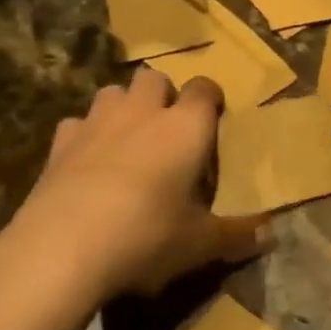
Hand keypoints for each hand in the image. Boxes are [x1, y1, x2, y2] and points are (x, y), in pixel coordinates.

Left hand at [0, 71, 269, 323]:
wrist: (60, 250)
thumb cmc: (146, 236)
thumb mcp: (200, 243)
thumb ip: (237, 235)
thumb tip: (271, 236)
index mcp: (186, 126)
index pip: (205, 88)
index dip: (210, 99)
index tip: (213, 119)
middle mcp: (144, 112)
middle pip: (154, 78)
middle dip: (162, 96)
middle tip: (167, 130)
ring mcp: (97, 123)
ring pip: (112, 92)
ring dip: (123, 107)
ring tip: (127, 140)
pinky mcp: (59, 145)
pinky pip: (76, 124)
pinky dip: (84, 135)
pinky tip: (86, 162)